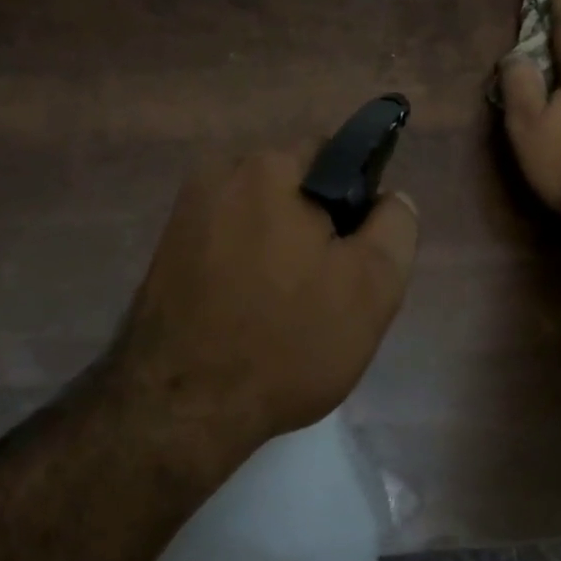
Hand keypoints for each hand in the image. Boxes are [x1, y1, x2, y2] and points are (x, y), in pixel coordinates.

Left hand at [113, 145, 419, 446]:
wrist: (179, 405)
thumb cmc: (285, 341)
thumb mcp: (371, 288)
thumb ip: (394, 228)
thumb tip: (390, 197)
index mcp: (268, 167)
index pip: (332, 155)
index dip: (356, 200)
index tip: (356, 251)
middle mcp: (219, 173)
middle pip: (291, 185)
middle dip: (315, 224)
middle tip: (327, 287)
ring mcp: (186, 211)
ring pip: (258, 215)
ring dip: (278, 246)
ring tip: (286, 307)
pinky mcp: (166, 248)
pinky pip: (225, 240)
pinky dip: (244, 263)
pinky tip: (248, 311)